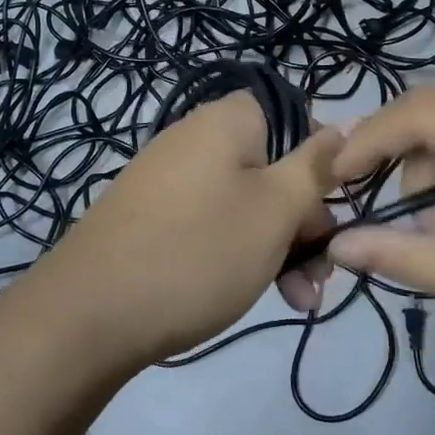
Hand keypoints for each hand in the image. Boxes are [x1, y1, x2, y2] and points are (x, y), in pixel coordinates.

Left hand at [28, 92, 339, 365]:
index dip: (323, 165)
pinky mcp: (153, 218)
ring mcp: (171, 180)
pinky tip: (257, 294)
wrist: (88, 314)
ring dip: (280, 248)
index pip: (297, 120)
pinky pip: (213, 225)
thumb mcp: (275, 209)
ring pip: (247, 205)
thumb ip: (315, 166)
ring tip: (299, 301)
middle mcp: (197, 140)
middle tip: (323, 275)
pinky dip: (239, 255)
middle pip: (274, 169)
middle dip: (306, 224)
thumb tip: (346, 124)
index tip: (335, 212)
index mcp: (228, 121)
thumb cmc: (199, 251)